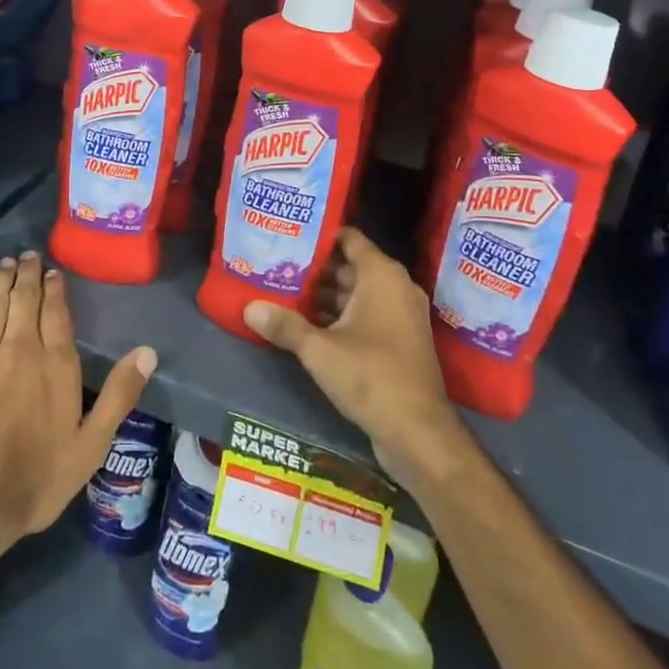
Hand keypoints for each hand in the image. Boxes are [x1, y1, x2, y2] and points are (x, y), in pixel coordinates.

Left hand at [0, 251, 155, 564]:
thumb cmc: (34, 479)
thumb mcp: (90, 446)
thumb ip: (119, 395)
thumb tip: (148, 351)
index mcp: (56, 364)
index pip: (56, 312)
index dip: (55, 288)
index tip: (53, 272)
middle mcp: (20, 347)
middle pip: (24, 298)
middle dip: (28, 274)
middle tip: (28, 256)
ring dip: (2, 279)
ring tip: (6, 263)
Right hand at [244, 227, 465, 488]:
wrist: (419, 432)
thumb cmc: (371, 376)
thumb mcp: (320, 350)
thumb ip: (285, 326)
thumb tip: (249, 308)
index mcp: (382, 275)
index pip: (349, 238)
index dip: (320, 235)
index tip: (289, 235)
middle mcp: (396, 287)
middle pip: (350, 265)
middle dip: (316, 269)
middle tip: (278, 266)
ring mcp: (401, 315)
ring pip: (357, 292)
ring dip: (326, 295)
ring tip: (285, 293)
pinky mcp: (400, 340)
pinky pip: (367, 314)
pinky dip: (341, 315)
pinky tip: (308, 325)